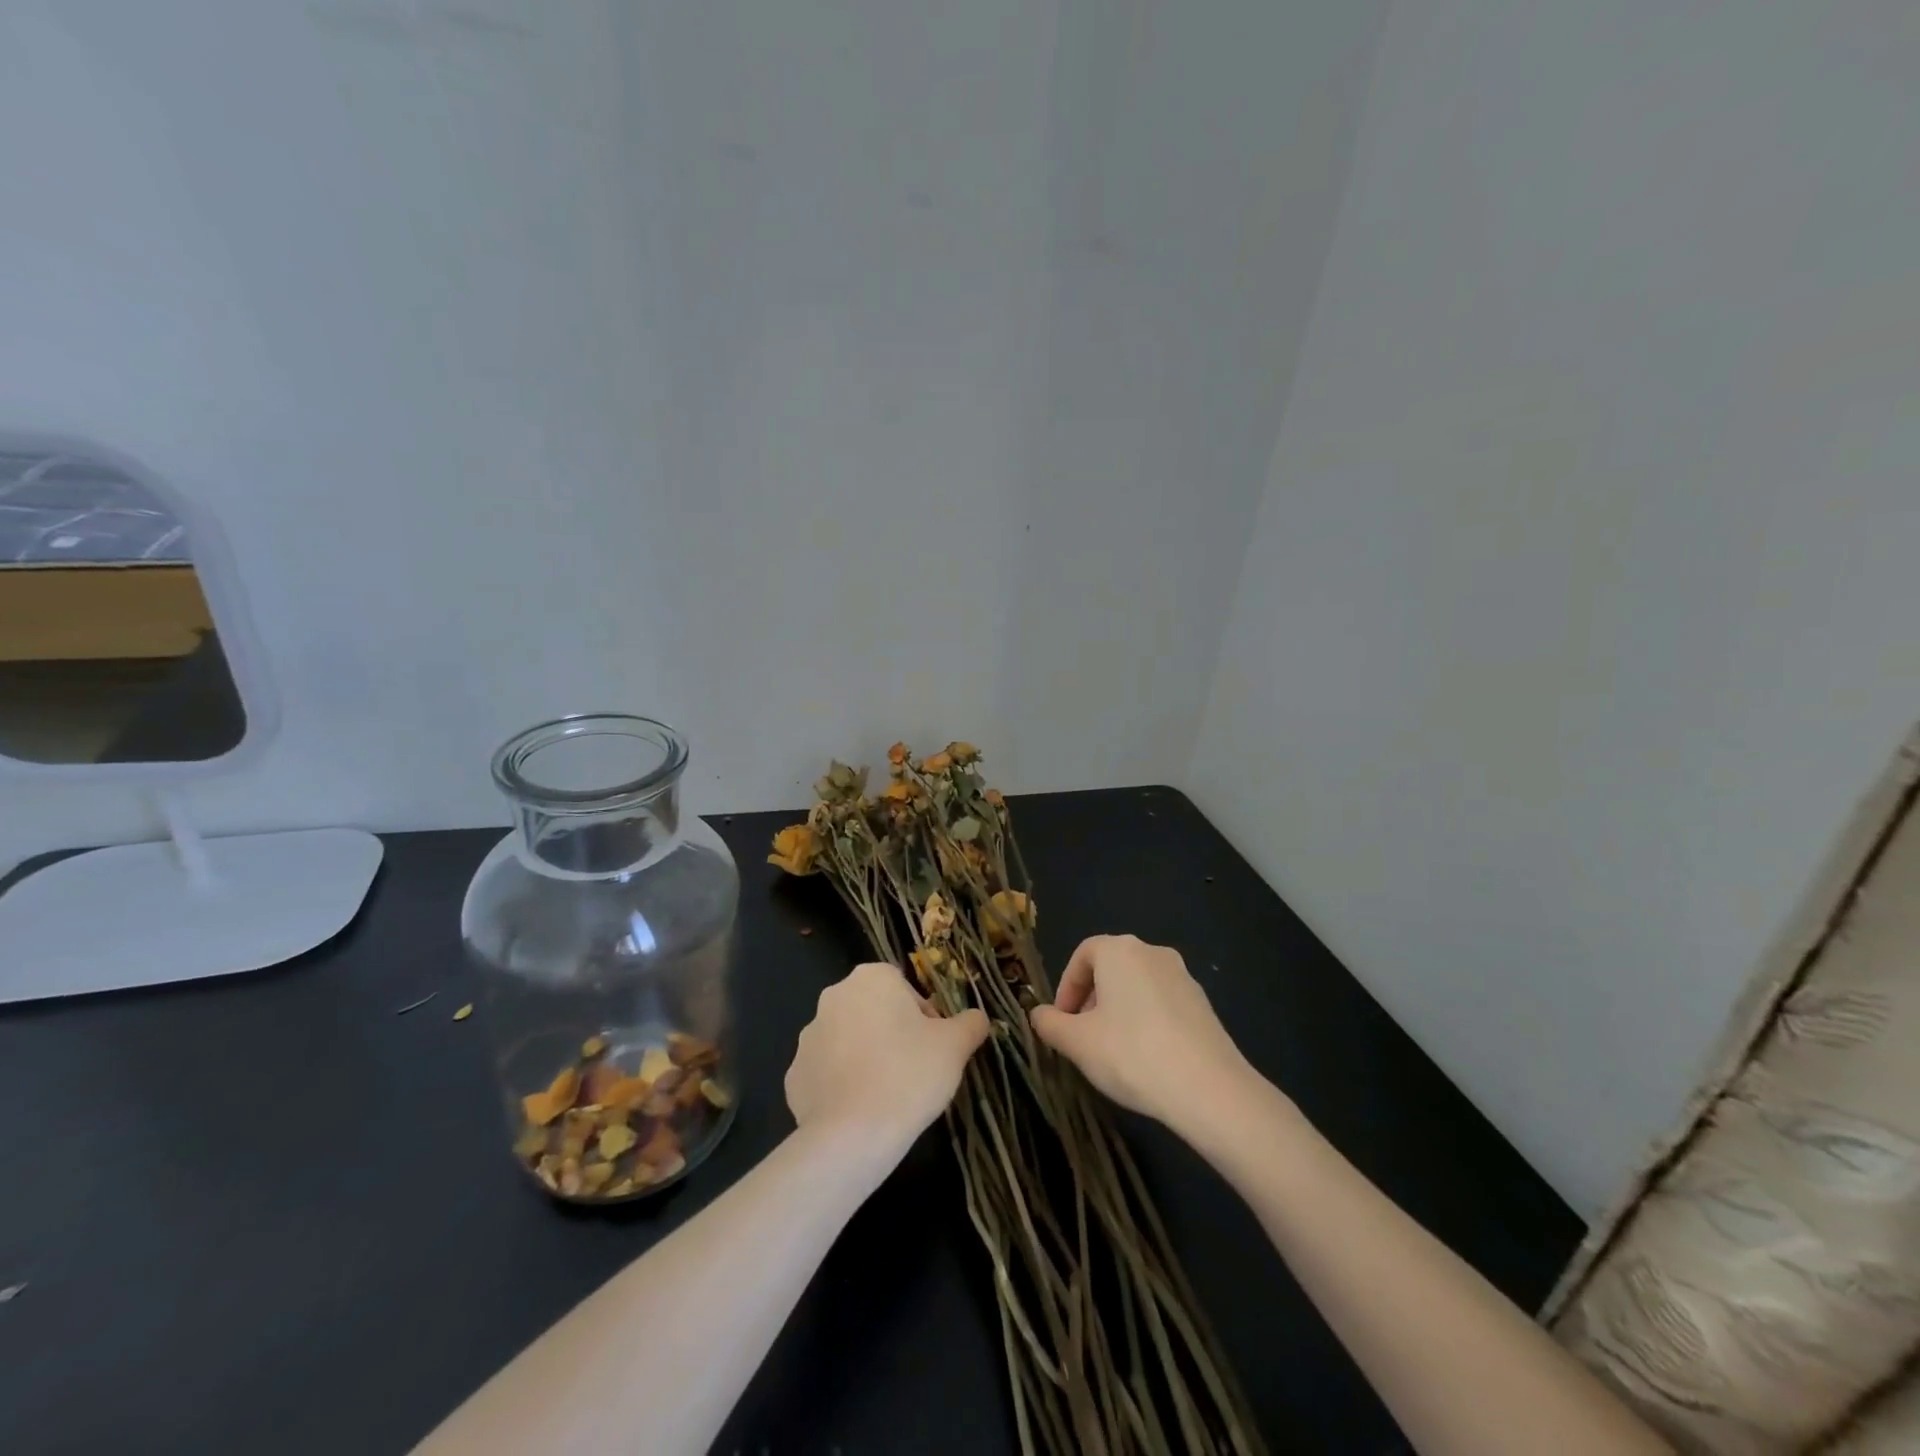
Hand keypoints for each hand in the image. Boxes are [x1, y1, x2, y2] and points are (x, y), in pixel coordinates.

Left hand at [785, 962, 989, 1155]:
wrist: (853, 1136)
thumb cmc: (910, 1075)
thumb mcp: (955, 1046)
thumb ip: (971, 1023)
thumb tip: (978, 1018)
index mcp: (871, 979)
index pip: (904, 987)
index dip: (924, 1016)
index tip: (934, 1046)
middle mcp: (834, 997)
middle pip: (874, 1010)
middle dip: (893, 1034)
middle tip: (914, 1070)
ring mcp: (809, 1037)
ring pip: (849, 1040)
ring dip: (866, 1057)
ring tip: (888, 1094)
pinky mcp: (794, 1075)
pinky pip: (826, 1073)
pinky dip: (842, 1085)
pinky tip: (861, 1110)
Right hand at [1030, 935, 1260, 1138]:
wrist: (1209, 1089)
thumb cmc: (1131, 1054)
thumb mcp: (1077, 1043)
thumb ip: (1050, 1024)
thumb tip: (1037, 1014)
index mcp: (1120, 950)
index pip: (1083, 954)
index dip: (1066, 987)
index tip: (1061, 1020)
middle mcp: (1152, 952)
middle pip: (1111, 968)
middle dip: (1091, 999)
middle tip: (1083, 1036)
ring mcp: (1183, 977)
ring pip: (1137, 986)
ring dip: (1118, 1011)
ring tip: (1113, 1051)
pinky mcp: (1203, 1004)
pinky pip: (1162, 1003)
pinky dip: (1146, 1021)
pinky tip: (1146, 1058)